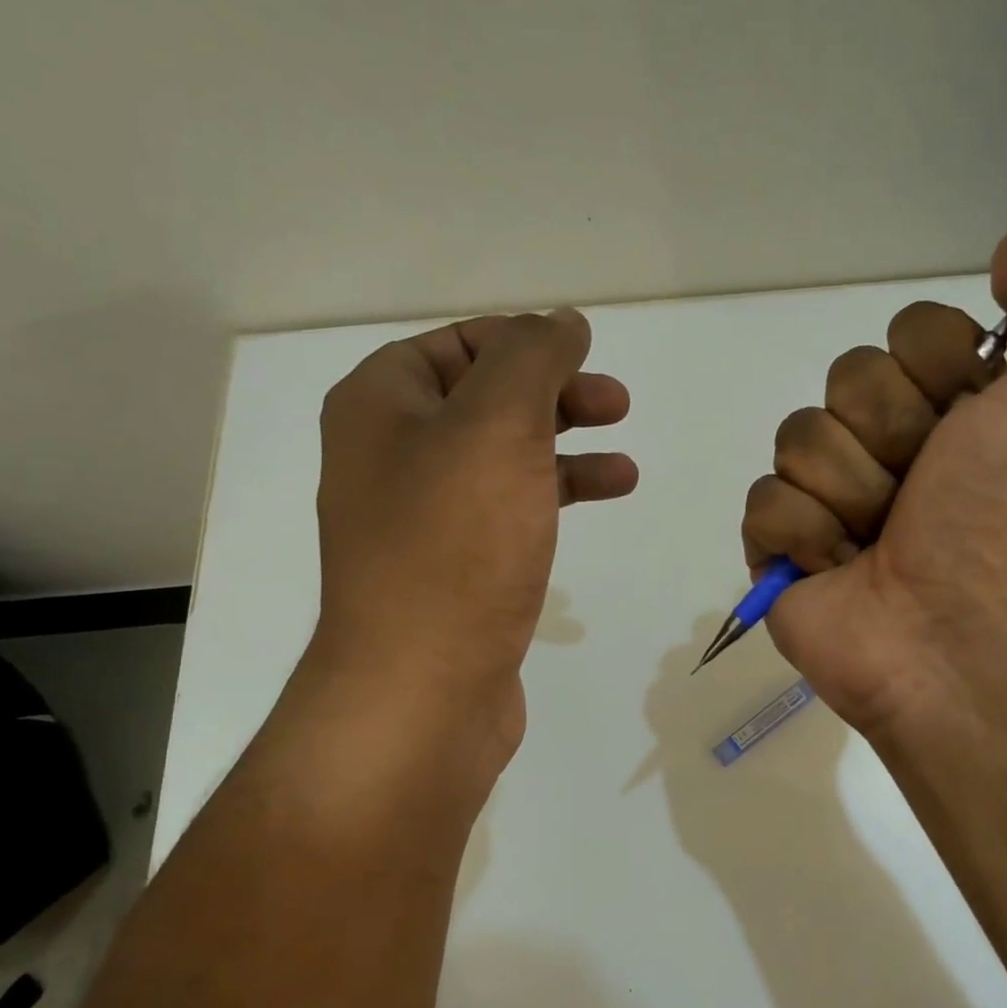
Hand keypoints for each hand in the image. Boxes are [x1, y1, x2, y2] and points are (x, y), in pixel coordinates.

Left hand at [304, 310, 636, 773]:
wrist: (424, 686)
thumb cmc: (456, 545)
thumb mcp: (498, 426)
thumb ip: (532, 360)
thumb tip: (561, 321)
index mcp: (380, 407)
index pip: (454, 345)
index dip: (520, 340)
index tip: (583, 353)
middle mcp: (391, 457)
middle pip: (482, 401)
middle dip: (552, 395)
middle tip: (616, 404)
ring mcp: (422, 520)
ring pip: (502, 461)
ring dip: (564, 451)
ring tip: (626, 467)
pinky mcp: (455, 571)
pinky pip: (508, 514)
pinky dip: (553, 501)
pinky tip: (597, 510)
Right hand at [740, 229, 1006, 736]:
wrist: (962, 633)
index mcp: (949, 411)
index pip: (905, 333)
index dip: (934, 369)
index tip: (967, 421)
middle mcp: (888, 448)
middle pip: (844, 380)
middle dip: (889, 435)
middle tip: (921, 492)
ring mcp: (830, 501)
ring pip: (798, 437)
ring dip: (849, 491)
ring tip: (880, 542)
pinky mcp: (782, 551)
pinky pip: (763, 502)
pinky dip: (802, 536)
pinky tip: (838, 568)